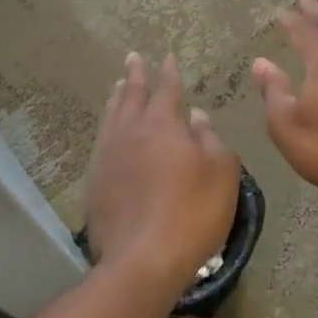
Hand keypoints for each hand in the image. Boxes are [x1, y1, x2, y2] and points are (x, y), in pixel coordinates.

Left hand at [86, 52, 241, 298]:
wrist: (142, 260)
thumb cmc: (191, 213)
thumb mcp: (220, 173)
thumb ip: (210, 139)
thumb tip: (196, 116)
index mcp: (162, 126)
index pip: (166, 90)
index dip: (168, 73)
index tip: (166, 56)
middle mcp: (131, 133)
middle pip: (131, 96)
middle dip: (135, 75)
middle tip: (133, 57)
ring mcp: (109, 157)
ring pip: (112, 116)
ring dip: (117, 97)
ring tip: (118, 86)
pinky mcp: (96, 182)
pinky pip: (102, 141)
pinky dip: (108, 126)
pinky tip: (110, 131)